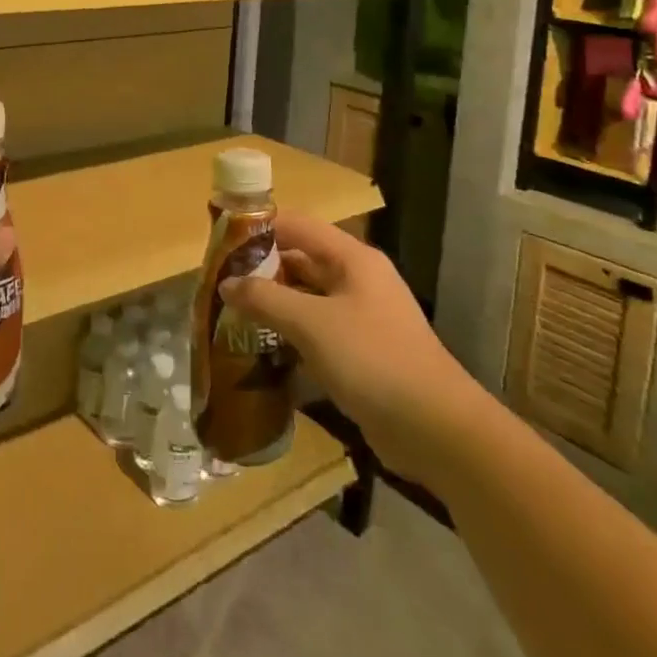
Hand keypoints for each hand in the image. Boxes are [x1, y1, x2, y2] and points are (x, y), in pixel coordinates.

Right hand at [218, 214, 488, 493]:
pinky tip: (261, 347)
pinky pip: (317, 330)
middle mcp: (357, 280)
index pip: (296, 225)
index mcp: (352, 259)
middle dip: (260, 269)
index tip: (220, 242)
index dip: (258, 228)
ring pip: (307, 297)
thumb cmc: (373, 360)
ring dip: (272, 303)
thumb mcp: (311, 324)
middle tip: (218, 283)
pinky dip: (290, 333)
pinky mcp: (362, 352)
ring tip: (230, 313)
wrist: (437, 430)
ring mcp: (361, 317)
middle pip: (300, 260)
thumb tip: (226, 283)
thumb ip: (265, 299)